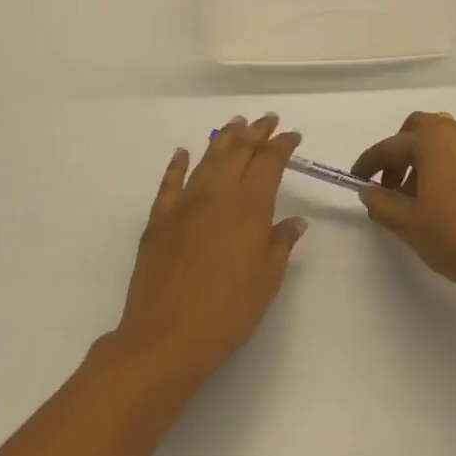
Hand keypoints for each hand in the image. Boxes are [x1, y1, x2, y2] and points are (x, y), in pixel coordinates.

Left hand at [114, 114, 308, 387]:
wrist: (166, 335)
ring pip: (207, 159)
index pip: (269, 162)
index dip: (282, 145)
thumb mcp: (267, 280)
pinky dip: (177, 165)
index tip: (292, 135)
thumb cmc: (228, 311)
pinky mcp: (159, 219)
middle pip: (238, 150)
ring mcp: (185, 203)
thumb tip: (295, 221)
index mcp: (249, 205)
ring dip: (223, 138)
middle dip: (256, 132)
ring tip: (234, 124)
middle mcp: (217, 193)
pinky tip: (182, 153)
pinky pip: (170, 182)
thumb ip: (280, 243)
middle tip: (267, 120)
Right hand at [352, 112, 455, 299]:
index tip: (357, 180)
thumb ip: (381, 203)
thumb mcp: (408, 224)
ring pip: (445, 140)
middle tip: (390, 185)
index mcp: (433, 140)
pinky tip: (448, 198)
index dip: (369, 164)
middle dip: (400, 152)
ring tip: (418, 197)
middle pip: (419, 130)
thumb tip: (368, 191)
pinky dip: (449, 165)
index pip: (390, 147)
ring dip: (425, 158)